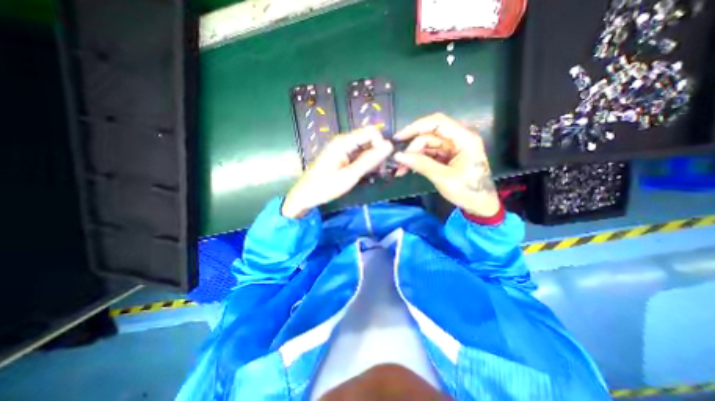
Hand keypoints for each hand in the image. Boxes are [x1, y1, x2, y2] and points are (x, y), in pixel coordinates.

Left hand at [281, 125, 392, 217]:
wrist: (305, 196)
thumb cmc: (325, 187)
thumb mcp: (349, 176)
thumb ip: (369, 160)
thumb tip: (389, 146)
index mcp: (344, 142)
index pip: (372, 132)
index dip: (380, 145)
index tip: (381, 163)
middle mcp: (344, 142)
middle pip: (369, 140)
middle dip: (378, 154)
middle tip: (379, 172)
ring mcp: (343, 149)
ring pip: (366, 148)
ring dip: (373, 161)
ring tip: (373, 175)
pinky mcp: (343, 157)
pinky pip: (360, 156)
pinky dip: (366, 164)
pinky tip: (366, 175)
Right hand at [390, 113, 500, 217]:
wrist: (480, 205)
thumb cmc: (467, 191)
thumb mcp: (443, 178)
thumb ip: (421, 164)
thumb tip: (398, 157)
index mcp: (464, 139)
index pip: (437, 123)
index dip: (415, 127)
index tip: (398, 138)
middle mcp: (458, 139)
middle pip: (429, 135)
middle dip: (412, 148)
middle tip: (398, 163)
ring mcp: (452, 148)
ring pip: (427, 145)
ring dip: (412, 155)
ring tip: (400, 169)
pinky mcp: (447, 156)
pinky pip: (429, 154)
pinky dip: (418, 160)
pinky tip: (408, 169)